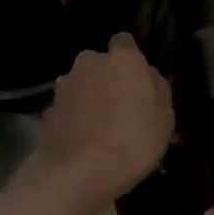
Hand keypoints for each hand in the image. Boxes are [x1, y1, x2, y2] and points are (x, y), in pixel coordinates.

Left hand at [29, 33, 174, 212]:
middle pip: (101, 64)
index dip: (132, 60)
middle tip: (123, 107)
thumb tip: (149, 76)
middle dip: (109, 78)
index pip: (126, 42)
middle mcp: (89, 62)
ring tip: (103, 128)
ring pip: (82, 85)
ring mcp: (64, 86)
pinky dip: (75, 118)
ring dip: (90, 98)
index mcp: (123, 58)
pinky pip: (69, 108)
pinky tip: (85, 140)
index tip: (140, 80)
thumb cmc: (134, 141)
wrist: (79, 172)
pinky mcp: (48, 109)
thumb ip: (158, 89)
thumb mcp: (165, 118)